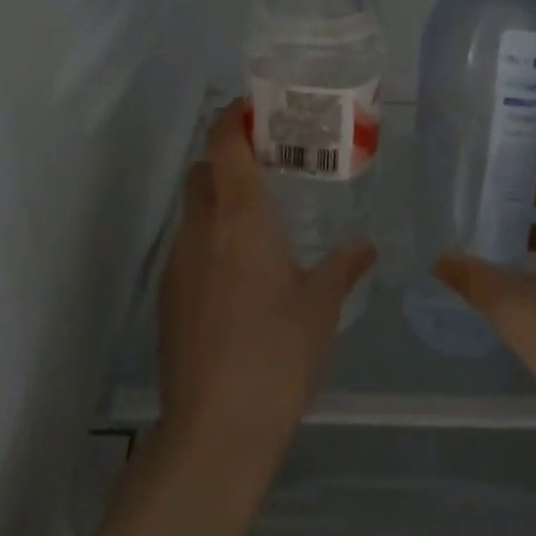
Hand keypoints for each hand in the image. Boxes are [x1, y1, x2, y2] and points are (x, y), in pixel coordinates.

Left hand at [157, 100, 375, 468]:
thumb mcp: (322, 306)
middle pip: (203, 169)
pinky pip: (188, 245)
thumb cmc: (278, 353)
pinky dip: (210, 238)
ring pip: (193, 208)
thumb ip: (344, 266)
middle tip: (269, 164)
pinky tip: (240, 273)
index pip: (223, 143)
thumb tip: (367, 245)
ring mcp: (178, 261)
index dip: (233, 117)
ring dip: (218, 199)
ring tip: (259, 219)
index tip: (255, 108)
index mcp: (240, 217)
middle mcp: (201, 228)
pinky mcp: (168, 295)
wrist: (216, 426)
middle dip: (228, 156)